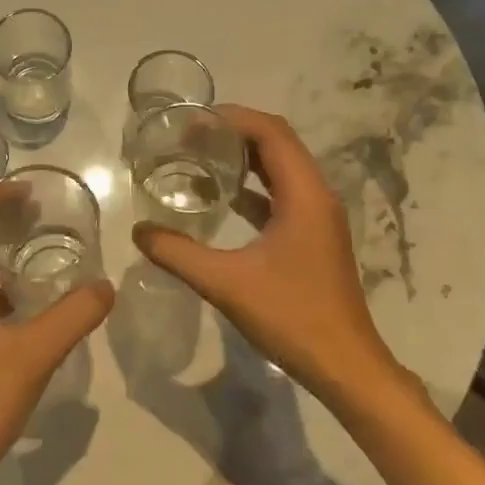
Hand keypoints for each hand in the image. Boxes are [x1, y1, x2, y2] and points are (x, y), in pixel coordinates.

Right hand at [132, 105, 410, 406]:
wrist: (345, 366)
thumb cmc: (292, 317)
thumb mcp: (226, 284)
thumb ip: (178, 254)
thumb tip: (139, 231)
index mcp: (304, 194)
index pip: (270, 132)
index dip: (232, 118)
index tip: (192, 121)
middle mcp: (316, 195)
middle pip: (277, 142)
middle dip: (234, 132)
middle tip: (190, 136)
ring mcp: (318, 216)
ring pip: (281, 167)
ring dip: (244, 157)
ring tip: (200, 156)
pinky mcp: (313, 235)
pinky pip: (282, 193)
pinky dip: (253, 186)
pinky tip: (222, 197)